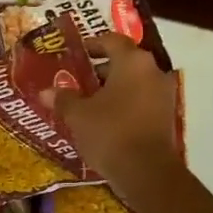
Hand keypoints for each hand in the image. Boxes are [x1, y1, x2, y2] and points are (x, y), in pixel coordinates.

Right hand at [54, 34, 182, 202]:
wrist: (146, 171)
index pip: (111, 41)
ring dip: (111, 88)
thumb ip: (63, 98)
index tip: (74, 54)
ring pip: (133, 82)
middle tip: (76, 80)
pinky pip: (140, 100)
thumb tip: (46, 92)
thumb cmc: (109, 132)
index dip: (91, 45)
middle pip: (124, 61)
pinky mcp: (166, 116)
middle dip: (99, 69)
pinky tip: (103, 119)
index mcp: (132, 62)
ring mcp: (163, 94)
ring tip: (86, 101)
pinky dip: (123, 103)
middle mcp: (153, 71)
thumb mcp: (78, 115)